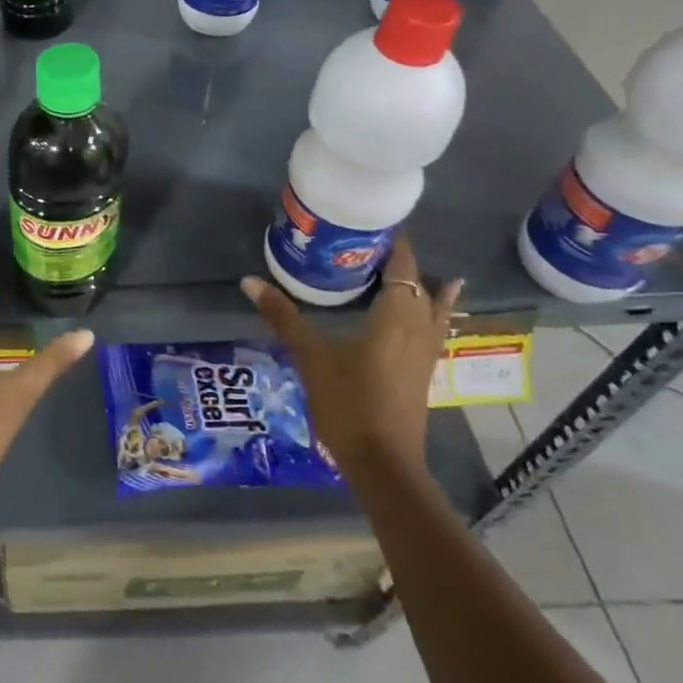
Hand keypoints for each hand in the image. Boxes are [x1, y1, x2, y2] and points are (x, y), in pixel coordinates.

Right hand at [241, 234, 462, 472]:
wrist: (383, 463)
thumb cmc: (349, 402)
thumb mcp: (310, 356)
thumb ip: (283, 316)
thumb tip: (249, 281)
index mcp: (396, 315)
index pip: (402, 266)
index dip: (394, 242)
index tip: (375, 219)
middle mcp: (418, 327)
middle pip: (419, 283)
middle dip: (401, 260)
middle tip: (371, 241)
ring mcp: (426, 352)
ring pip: (433, 307)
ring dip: (424, 286)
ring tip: (415, 267)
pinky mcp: (423, 371)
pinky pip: (433, 328)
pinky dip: (433, 311)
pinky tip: (431, 314)